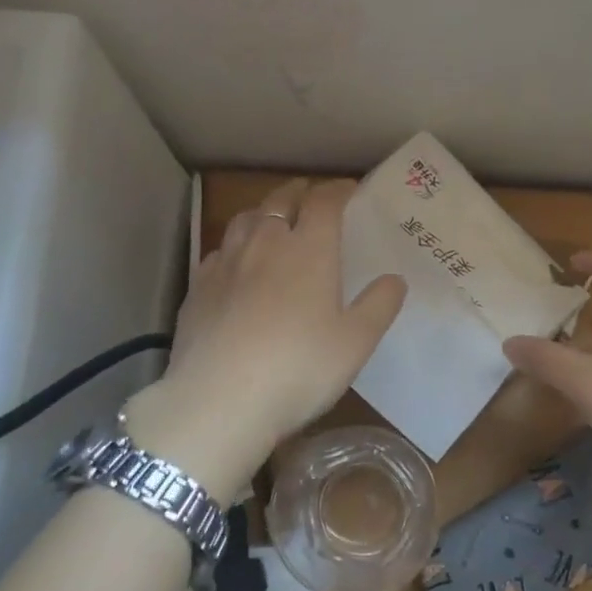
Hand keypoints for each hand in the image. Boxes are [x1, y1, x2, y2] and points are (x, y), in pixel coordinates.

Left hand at [124, 179, 405, 504]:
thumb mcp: (356, 343)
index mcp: (308, 249)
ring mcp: (225, 264)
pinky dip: (234, 247)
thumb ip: (379, 306)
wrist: (219, 400)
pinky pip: (219, 252)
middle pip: (279, 201)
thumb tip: (394, 279)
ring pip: (244, 220)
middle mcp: (264, 244)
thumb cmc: (299, 368)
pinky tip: (236, 265)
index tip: (349, 190)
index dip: (338, 190)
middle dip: (298, 193)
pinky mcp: (197, 289)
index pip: (324, 201)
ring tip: (272, 221)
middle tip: (309, 195)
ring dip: (263, 213)